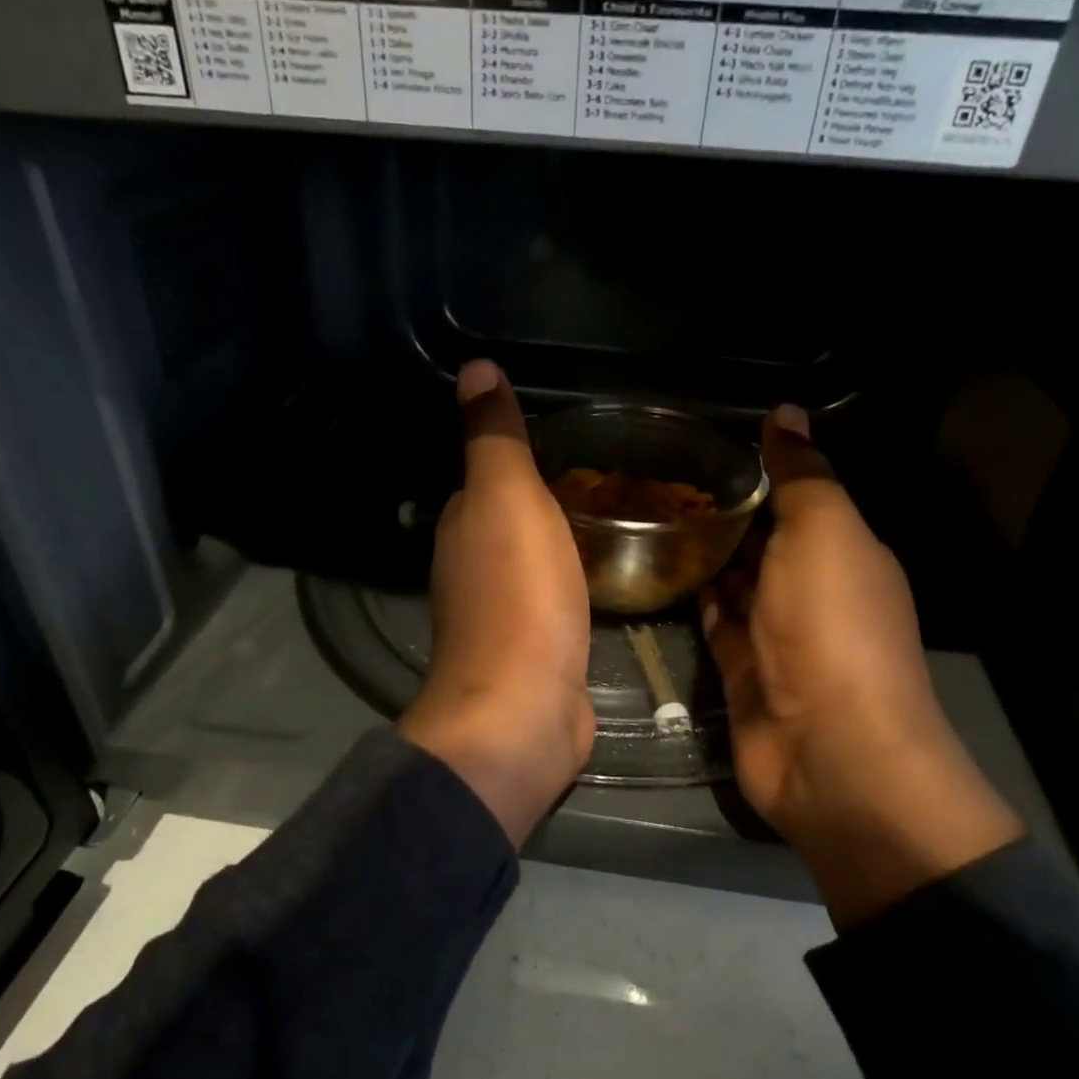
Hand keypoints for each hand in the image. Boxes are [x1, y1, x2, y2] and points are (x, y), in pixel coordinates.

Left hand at [398, 361, 594, 844]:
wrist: (524, 710)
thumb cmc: (518, 596)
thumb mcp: (507, 498)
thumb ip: (495, 438)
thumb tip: (476, 368)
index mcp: (463, 526)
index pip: (486, 475)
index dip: (518, 453)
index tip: (569, 435)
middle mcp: (474, 567)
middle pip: (510, 518)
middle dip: (547, 495)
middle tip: (609, 471)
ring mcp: (504, 613)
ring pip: (534, 558)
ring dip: (561, 538)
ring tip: (615, 513)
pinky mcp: (535, 650)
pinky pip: (555, 598)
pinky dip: (573, 580)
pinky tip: (602, 574)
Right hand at [703, 407, 1020, 926]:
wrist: (829, 748)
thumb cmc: (831, 626)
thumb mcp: (824, 532)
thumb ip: (802, 474)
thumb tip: (786, 410)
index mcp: (843, 550)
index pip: (796, 497)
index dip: (754, 470)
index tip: (697, 443)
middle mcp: (811, 589)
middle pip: (761, 540)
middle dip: (719, 510)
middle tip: (654, 475)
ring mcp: (774, 634)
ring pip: (734, 581)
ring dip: (701, 553)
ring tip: (644, 513)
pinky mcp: (740, 670)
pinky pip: (714, 623)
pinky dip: (693, 597)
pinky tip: (656, 570)